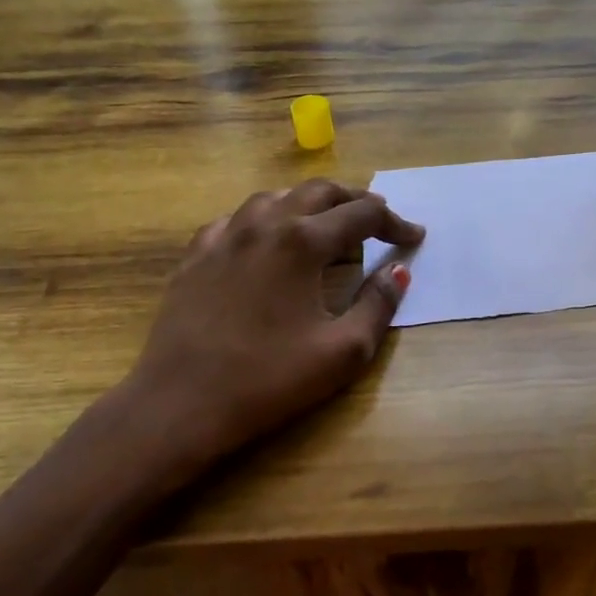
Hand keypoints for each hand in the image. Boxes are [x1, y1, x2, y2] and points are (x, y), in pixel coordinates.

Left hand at [117, 180, 423, 473]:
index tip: (414, 236)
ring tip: (326, 224)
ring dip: (309, 203)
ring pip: (274, 198)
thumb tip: (398, 272)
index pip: (362, 215)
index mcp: (302, 242)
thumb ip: (378, 305)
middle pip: (318, 192)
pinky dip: (265, 221)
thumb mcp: (343, 351)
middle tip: (378, 218)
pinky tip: (266, 242)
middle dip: (354, 200)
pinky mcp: (196, 255)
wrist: (181, 403)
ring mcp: (223, 236)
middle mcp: (263, 224)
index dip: (394, 223)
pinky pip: (237, 220)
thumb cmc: (269, 380)